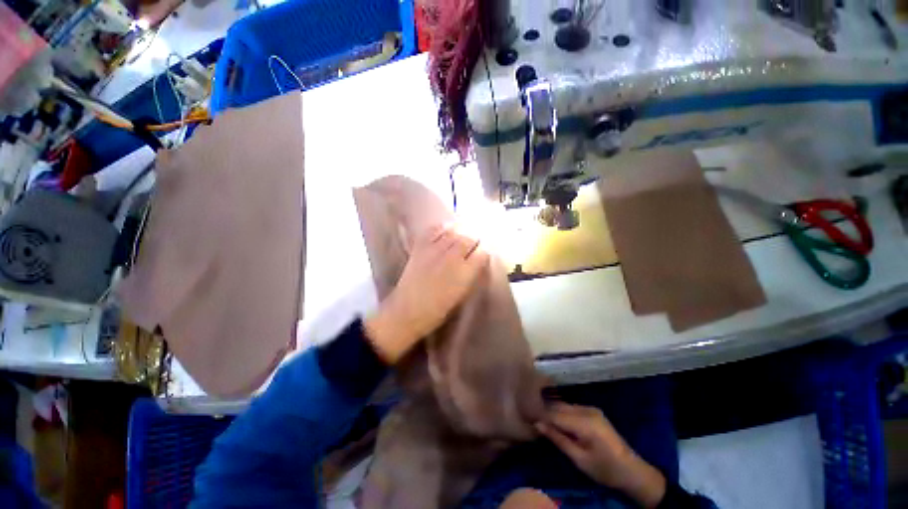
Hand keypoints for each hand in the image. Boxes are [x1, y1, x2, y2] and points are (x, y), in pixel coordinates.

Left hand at [365, 225, 488, 363]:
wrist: (408, 311)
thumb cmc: (438, 310)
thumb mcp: (462, 295)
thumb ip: (472, 276)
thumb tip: (476, 263)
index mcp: (465, 272)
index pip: (482, 253)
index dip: (483, 255)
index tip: (481, 258)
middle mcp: (453, 257)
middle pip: (470, 238)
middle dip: (473, 242)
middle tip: (471, 248)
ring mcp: (435, 249)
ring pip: (454, 231)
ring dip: (460, 234)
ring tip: (459, 239)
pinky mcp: (421, 246)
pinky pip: (435, 229)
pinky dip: (442, 229)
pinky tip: (444, 232)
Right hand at [537, 403, 666, 508]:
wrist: (632, 470)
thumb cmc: (604, 469)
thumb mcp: (579, 459)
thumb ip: (558, 439)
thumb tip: (537, 424)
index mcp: (584, 423)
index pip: (555, 414)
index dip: (540, 414)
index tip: (526, 416)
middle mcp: (587, 410)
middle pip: (559, 406)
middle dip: (545, 411)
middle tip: (531, 417)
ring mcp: (591, 409)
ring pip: (564, 405)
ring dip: (552, 411)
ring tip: (540, 418)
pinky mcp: (593, 411)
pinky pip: (571, 408)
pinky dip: (562, 412)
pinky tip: (555, 420)